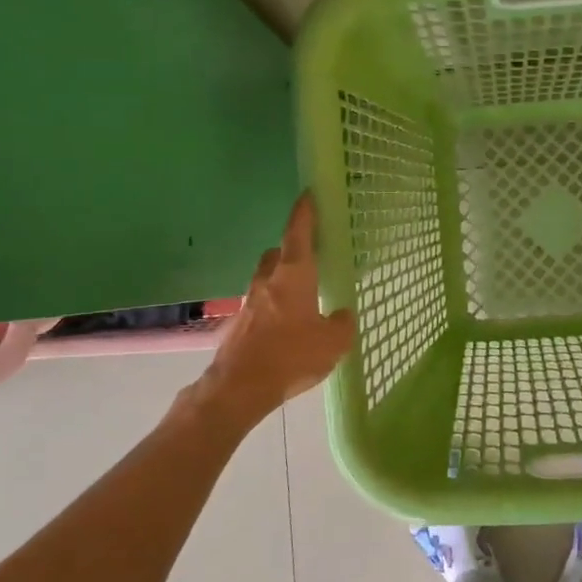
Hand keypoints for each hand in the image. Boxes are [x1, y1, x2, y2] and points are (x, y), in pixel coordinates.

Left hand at [197, 193, 355, 426]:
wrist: (240, 387)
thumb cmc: (291, 356)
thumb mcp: (333, 343)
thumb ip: (342, 324)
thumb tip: (342, 314)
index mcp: (293, 276)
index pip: (298, 234)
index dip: (304, 213)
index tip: (308, 195)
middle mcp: (267, 282)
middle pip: (277, 254)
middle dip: (291, 250)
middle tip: (309, 257)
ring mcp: (249, 303)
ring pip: (265, 279)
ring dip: (280, 280)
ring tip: (300, 296)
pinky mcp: (239, 324)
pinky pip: (260, 305)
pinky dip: (272, 307)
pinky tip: (285, 327)